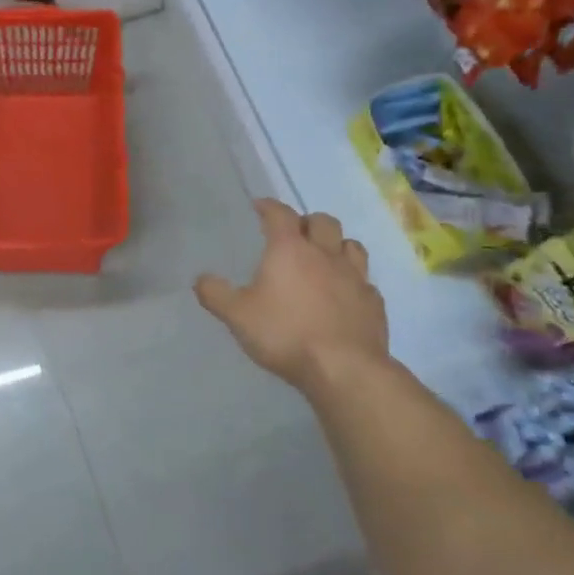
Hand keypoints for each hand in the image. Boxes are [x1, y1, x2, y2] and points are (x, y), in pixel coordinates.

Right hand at [195, 199, 388, 391]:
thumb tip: (200, 279)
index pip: (280, 215)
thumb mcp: (237, 316)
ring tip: (324, 257)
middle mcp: (325, 254)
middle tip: (295, 233)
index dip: (269, 207)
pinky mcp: (373, 302)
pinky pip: (364, 280)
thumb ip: (216, 294)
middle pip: (323, 221)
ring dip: (336, 244)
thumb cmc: (284, 334)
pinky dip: (353, 280)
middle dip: (307, 221)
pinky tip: (344, 294)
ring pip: (351, 245)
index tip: (260, 206)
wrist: (343, 368)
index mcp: (290, 250)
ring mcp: (355, 277)